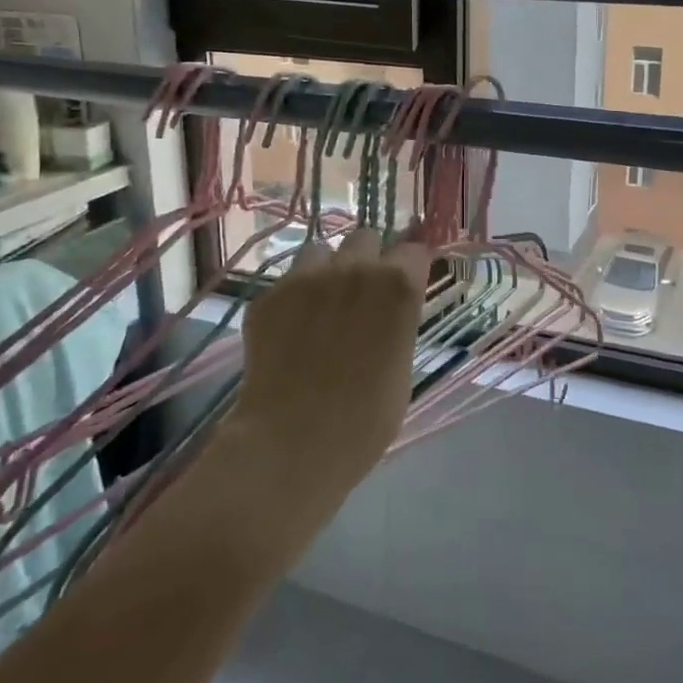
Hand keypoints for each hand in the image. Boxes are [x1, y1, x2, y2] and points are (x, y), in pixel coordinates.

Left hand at [223, 227, 429, 520]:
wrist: (292, 444)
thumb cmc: (366, 420)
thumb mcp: (402, 365)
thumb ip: (398, 322)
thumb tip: (389, 309)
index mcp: (397, 285)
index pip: (414, 249)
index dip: (411, 263)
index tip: (408, 276)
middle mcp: (353, 268)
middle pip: (366, 238)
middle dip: (368, 259)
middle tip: (363, 294)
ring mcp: (305, 277)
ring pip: (321, 250)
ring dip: (328, 269)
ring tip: (321, 306)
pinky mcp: (268, 295)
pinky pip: (287, 281)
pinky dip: (293, 298)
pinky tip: (290, 332)